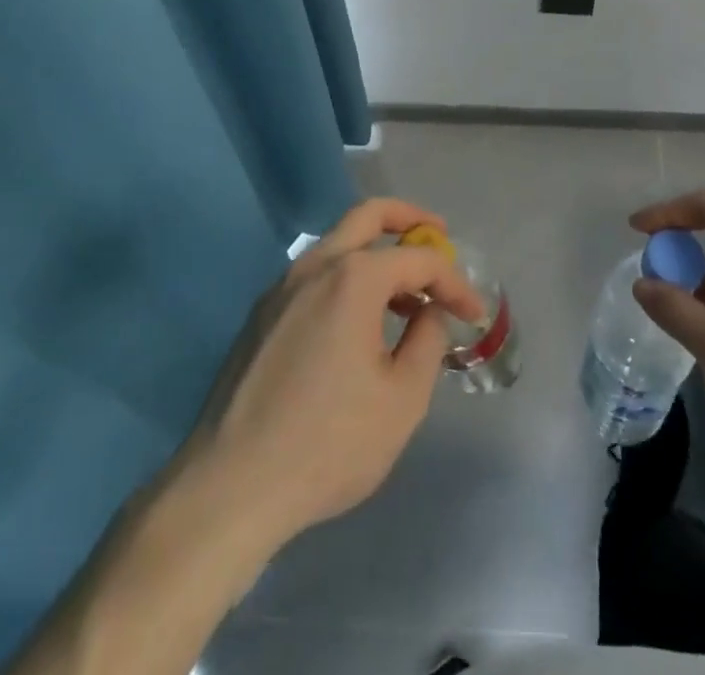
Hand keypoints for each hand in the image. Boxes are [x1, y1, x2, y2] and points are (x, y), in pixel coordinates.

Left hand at [158, 197, 484, 551]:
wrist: (230, 488)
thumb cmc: (328, 443)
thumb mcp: (402, 399)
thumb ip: (427, 341)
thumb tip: (428, 312)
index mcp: (353, 278)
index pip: (419, 260)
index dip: (455, 283)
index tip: (474, 313)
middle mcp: (314, 266)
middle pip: (369, 216)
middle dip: (410, 218)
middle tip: (439, 235)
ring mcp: (280, 288)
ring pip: (338, 244)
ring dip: (377, 252)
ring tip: (405, 293)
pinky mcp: (260, 316)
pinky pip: (314, 276)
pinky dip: (347, 278)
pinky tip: (358, 322)